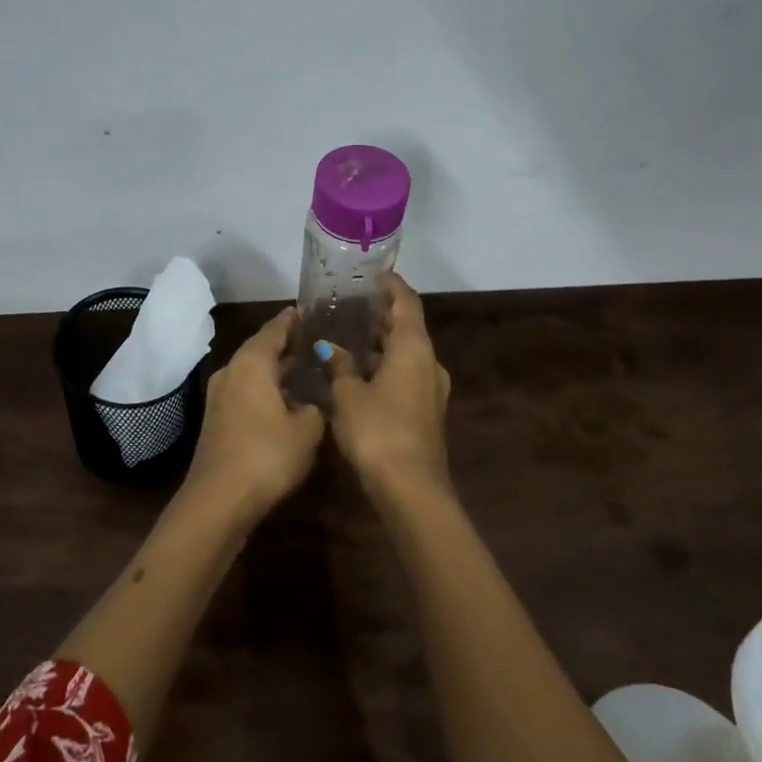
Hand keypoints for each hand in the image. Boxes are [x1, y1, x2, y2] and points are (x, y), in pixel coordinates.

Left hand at [181, 307, 325, 518]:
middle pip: (260, 349)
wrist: (219, 498)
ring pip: (252, 372)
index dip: (293, 320)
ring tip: (304, 368)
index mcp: (252, 363)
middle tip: (313, 339)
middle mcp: (231, 371)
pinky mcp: (216, 419)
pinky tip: (284, 400)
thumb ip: (315, 408)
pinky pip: (245, 391)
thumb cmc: (267, 454)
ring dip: (275, 369)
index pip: (274, 329)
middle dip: (285, 344)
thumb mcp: (307, 430)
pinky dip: (265, 389)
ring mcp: (219, 396)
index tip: (310, 310)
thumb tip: (312, 403)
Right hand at [321, 273, 451, 494]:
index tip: (373, 274)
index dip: (392, 285)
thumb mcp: (348, 395)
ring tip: (350, 333)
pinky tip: (360, 370)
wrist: (411, 487)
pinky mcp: (426, 411)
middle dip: (382, 313)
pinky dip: (386, 364)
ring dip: (383, 341)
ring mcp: (431, 389)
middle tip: (351, 302)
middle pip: (408, 327)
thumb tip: (330, 347)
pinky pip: (406, 374)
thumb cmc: (378, 430)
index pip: (406, 303)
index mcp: (414, 349)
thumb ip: (339, 365)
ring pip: (407, 353)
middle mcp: (429, 363)